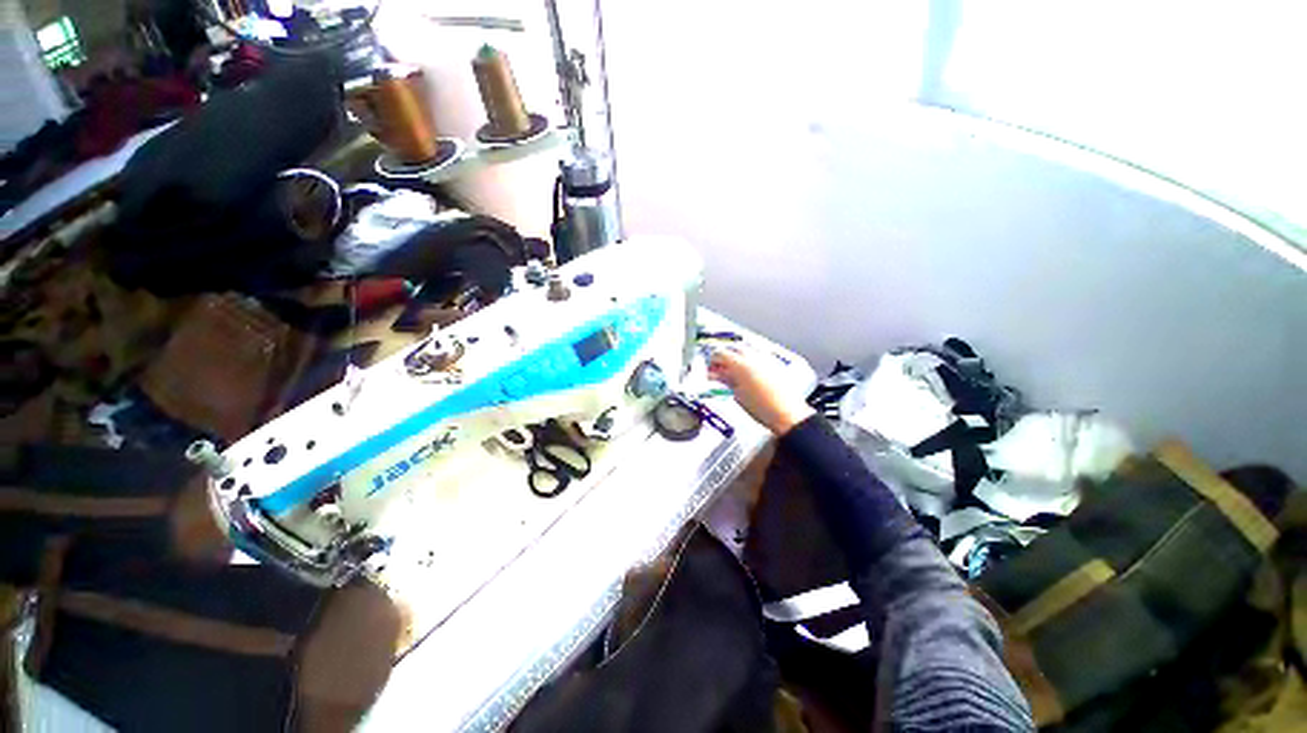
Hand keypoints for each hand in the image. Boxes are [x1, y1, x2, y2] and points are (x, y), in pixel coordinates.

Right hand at [708, 347, 813, 435]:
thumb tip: (719, 376)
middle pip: (734, 348)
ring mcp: (766, 359)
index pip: (720, 354)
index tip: (711, 369)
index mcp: (740, 364)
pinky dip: (751, 361)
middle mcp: (754, 357)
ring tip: (735, 372)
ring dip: (738, 358)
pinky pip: (759, 356)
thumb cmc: (762, 408)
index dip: (713, 361)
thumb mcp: (737, 395)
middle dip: (726, 357)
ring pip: (747, 350)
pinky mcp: (776, 364)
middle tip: (721, 370)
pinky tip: (749, 374)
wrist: (788, 414)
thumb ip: (726, 381)